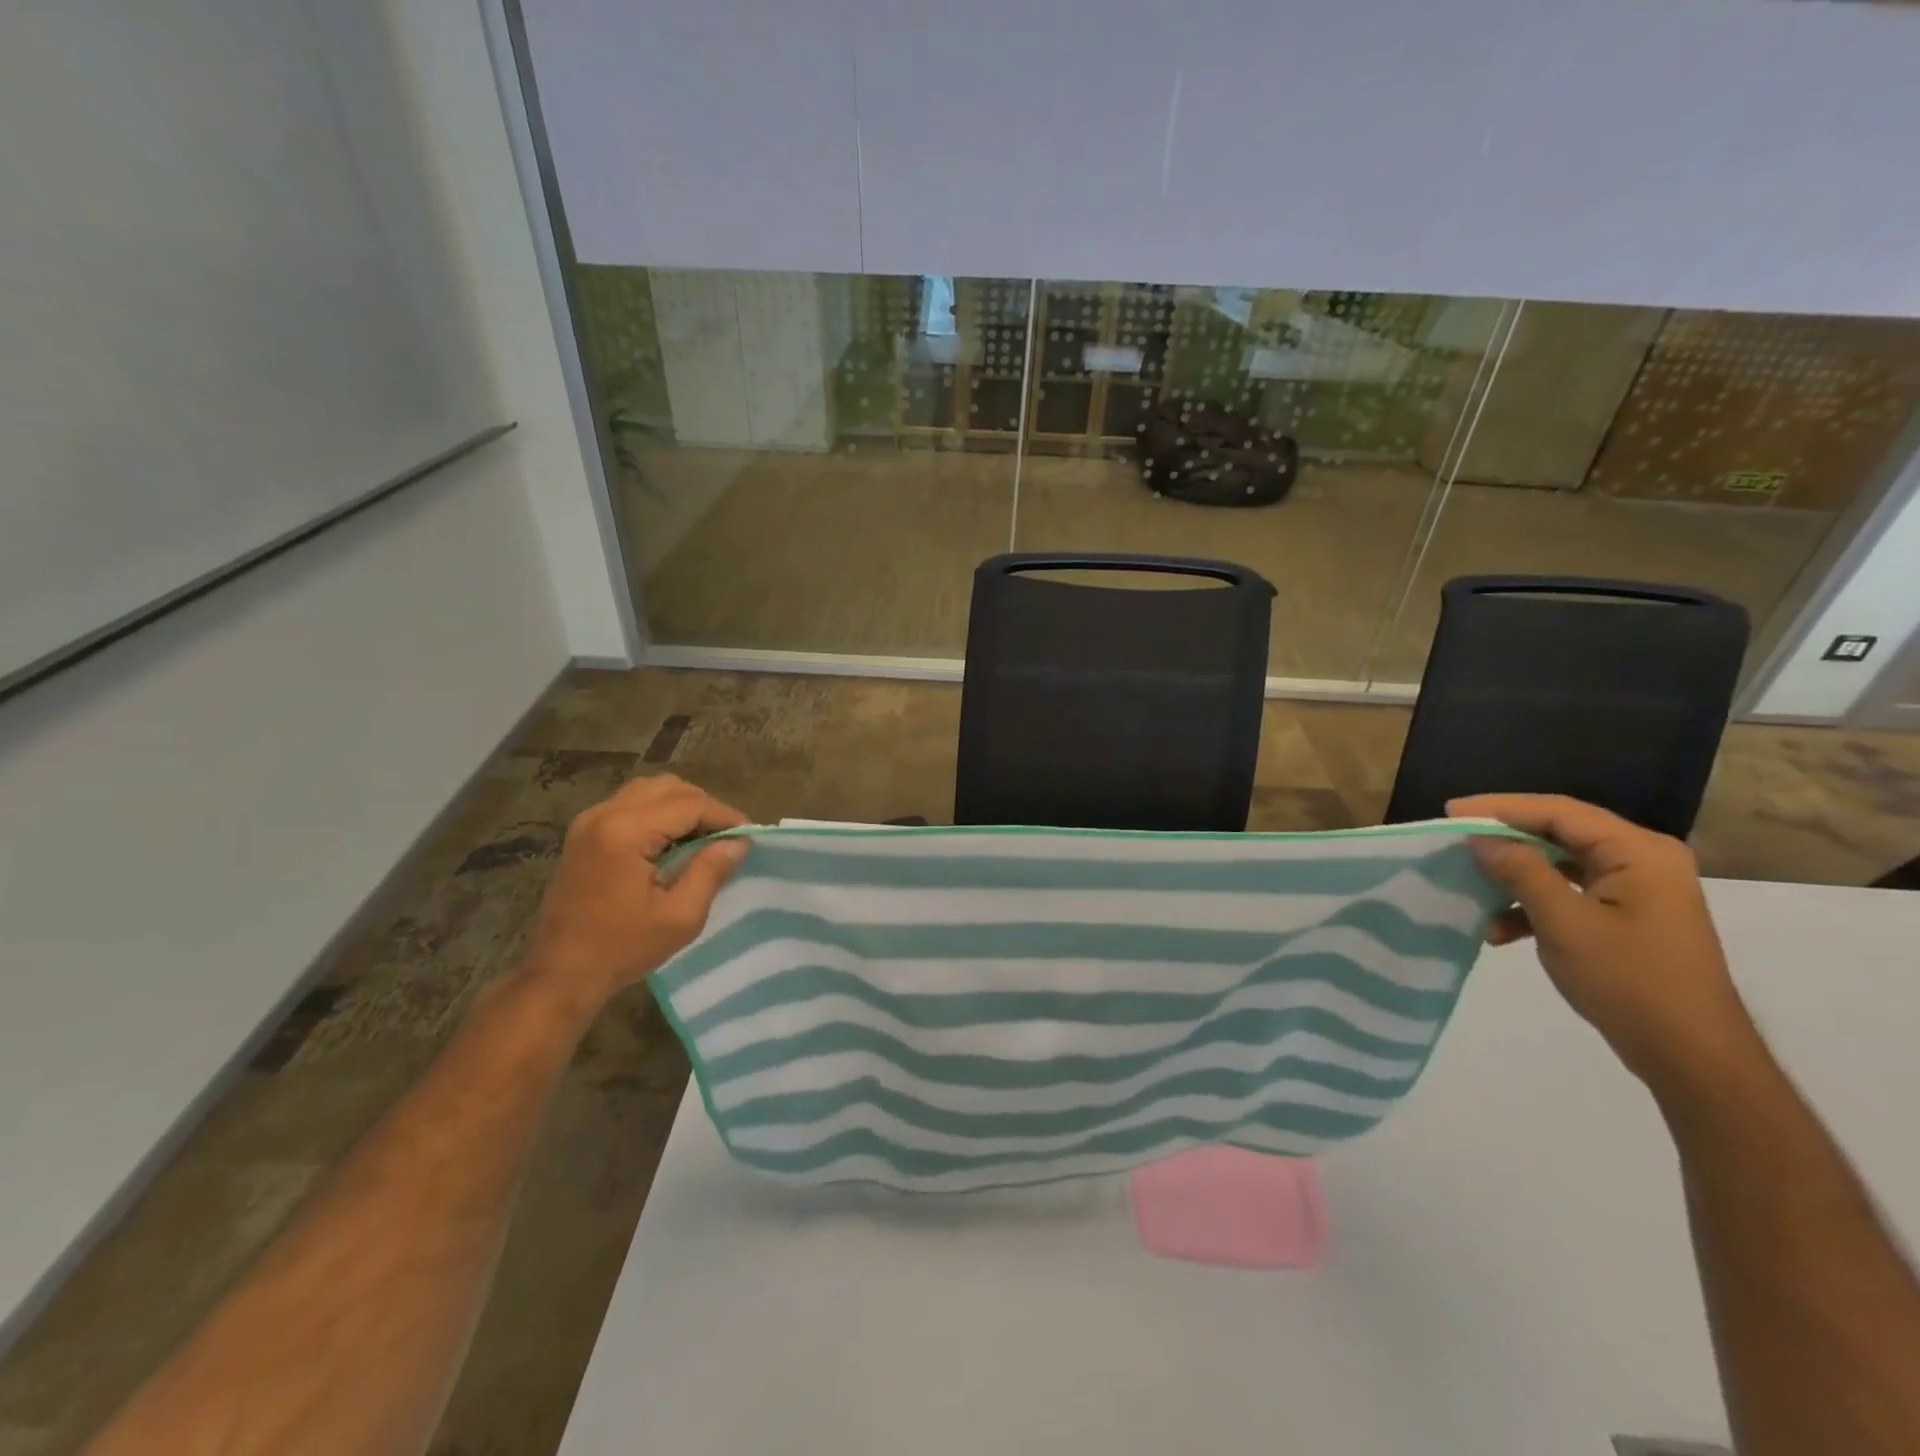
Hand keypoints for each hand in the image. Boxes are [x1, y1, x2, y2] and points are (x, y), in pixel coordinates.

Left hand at [523, 775, 748, 1005]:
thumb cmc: (622, 948)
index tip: (750, 835)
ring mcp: (589, 821)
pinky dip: (659, 812)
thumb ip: (711, 871)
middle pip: (669, 788)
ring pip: (649, 790)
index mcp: (625, 832)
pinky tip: (673, 841)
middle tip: (728, 837)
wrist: (560, 973)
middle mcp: (604, 814)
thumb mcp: (680, 916)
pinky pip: (631, 804)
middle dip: (705, 807)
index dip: (725, 815)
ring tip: (703, 837)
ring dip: (682, 806)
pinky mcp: (584, 833)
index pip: (689, 804)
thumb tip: (738, 842)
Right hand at [1449, 793, 1760, 1093]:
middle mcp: (1642, 860)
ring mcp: (1636, 890)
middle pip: (1559, 833)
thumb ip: (1521, 872)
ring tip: (1471, 887)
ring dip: (1514, 876)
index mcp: (1638, 852)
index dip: (1500, 808)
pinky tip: (1500, 930)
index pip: (1559, 812)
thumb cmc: (1630, 981)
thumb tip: (1480, 839)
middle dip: (1504, 839)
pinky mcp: (1626, 916)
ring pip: (1559, 864)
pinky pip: (1569, 893)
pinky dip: (1532, 905)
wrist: (1691, 1056)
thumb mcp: (1564, 922)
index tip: (1450, 811)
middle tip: (1454, 840)